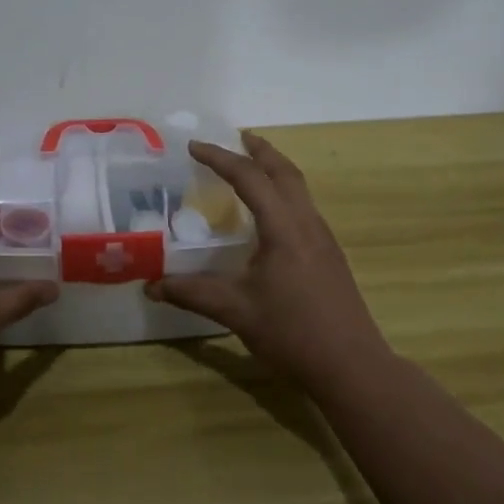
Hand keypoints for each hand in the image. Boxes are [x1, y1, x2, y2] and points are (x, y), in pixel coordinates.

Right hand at [146, 133, 396, 396]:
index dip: (220, 158)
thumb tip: (151, 285)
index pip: (249, 178)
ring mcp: (323, 238)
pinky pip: (304, 207)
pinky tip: (271, 214)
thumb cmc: (292, 333)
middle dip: (259, 150)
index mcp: (284, 228)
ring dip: (275, 169)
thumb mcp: (235, 311)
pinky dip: (284, 192)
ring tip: (252, 166)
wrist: (352, 366)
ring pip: (299, 188)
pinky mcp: (330, 254)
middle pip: (284, 171)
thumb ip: (192, 293)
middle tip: (236, 137)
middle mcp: (307, 223)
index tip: (193, 146)